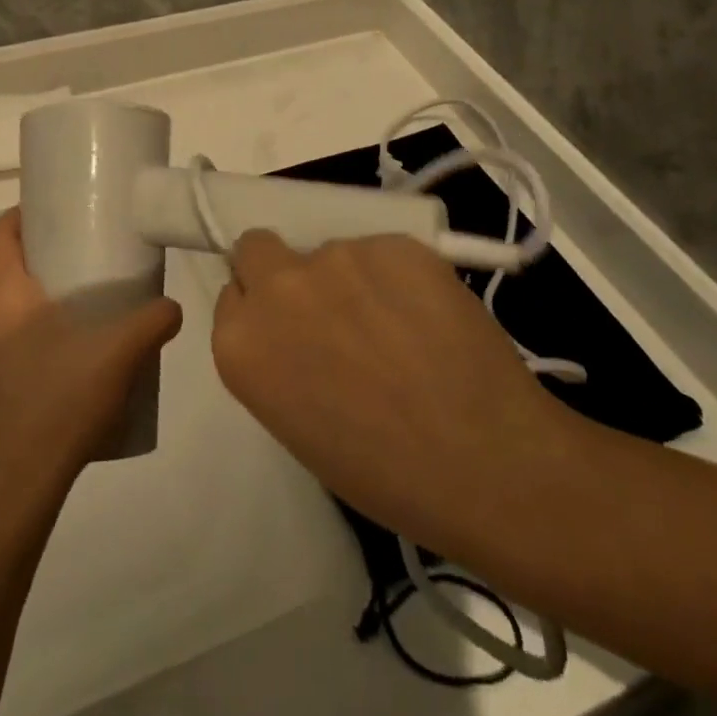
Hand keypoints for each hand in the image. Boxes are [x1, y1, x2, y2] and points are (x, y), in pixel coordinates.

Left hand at [0, 210, 183, 503]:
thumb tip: (172, 308)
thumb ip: (153, 323)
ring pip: (5, 323)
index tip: (48, 213)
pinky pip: (3, 361)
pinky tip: (64, 380)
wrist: (13, 493)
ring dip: (37, 316)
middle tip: (84, 271)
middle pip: (4, 279)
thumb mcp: (120, 356)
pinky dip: (30, 354)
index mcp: (5, 302)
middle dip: (41, 268)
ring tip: (81, 328)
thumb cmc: (60, 405)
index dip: (17, 217)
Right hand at [213, 233, 571, 547]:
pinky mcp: (393, 242)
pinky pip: (382, 251)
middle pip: (259, 248)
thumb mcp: (298, 425)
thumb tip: (297, 329)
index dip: (261, 309)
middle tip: (328, 307)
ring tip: (397, 326)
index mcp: (241, 343)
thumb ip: (278, 359)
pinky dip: (398, 275)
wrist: (484, 463)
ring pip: (331, 251)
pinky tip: (429, 317)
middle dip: (283, 269)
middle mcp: (278, 287)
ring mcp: (338, 256)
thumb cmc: (384, 473)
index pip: (232, 293)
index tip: (290, 330)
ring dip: (351, 278)